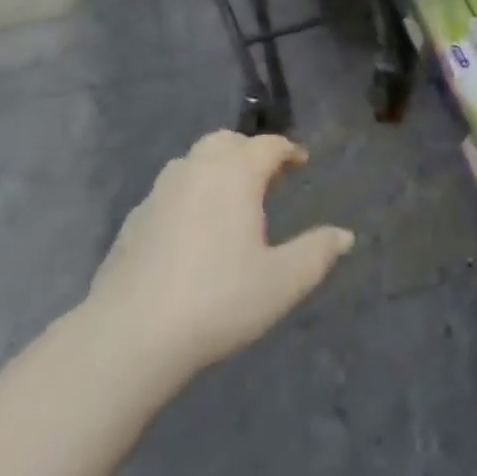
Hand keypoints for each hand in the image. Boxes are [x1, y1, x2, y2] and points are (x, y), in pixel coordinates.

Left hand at [88, 130, 355, 378]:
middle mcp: (197, 168)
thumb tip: (345, 235)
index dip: (288, 151)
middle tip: (267, 179)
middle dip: (249, 151)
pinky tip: (193, 230)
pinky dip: (190, 194)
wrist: (131, 334)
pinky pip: (171, 190)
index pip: (267, 146)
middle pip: (227, 141)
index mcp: (235, 173)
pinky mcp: (134, 217)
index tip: (300, 163)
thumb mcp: (281, 283)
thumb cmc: (218, 300)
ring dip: (217, 168)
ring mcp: (160, 190)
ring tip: (231, 201)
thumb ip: (316, 253)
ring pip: (194, 161)